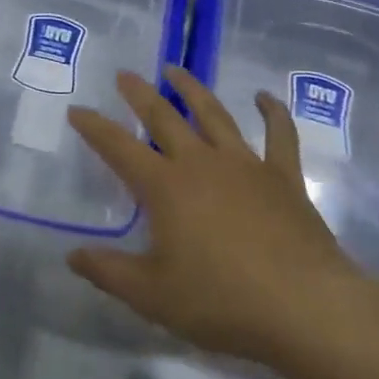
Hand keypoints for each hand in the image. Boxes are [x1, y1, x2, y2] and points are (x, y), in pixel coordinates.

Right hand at [67, 66, 375, 371]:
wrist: (306, 308)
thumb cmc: (222, 301)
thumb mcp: (152, 295)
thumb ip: (108, 272)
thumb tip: (72, 255)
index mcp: (165, 187)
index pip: (118, 148)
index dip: (94, 127)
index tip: (77, 109)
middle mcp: (201, 163)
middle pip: (164, 117)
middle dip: (140, 94)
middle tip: (125, 75)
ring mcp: (246, 166)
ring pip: (214, 115)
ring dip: (192, 89)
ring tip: (176, 70)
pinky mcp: (284, 178)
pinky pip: (279, 135)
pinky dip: (272, 112)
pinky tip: (265, 97)